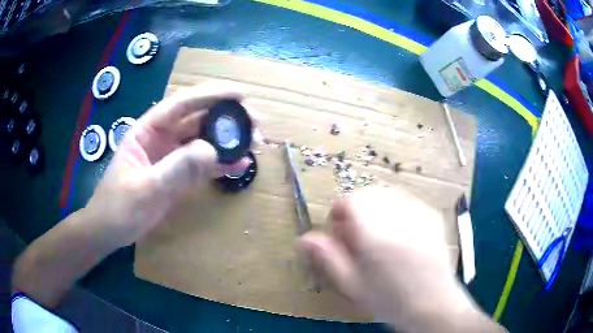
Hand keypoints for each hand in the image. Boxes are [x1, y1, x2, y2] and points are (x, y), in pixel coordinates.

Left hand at [85, 83, 253, 248]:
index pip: (181, 104)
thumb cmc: (118, 207)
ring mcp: (171, 158)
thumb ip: (175, 169)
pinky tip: (240, 165)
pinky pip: (203, 165)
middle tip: (255, 123)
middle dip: (227, 118)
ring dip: (229, 140)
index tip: (240, 95)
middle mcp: (162, 138)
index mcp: (148, 130)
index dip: (211, 95)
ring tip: (255, 143)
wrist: (110, 232)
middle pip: (198, 119)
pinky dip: (222, 164)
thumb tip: (212, 150)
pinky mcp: (178, 176)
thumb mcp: (144, 189)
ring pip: (204, 141)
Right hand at [301, 187, 501, 331]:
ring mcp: (419, 213)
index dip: (339, 212)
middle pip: (368, 193)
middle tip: (358, 235)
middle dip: (357, 209)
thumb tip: (304, 238)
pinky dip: (395, 210)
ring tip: (378, 235)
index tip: (340, 231)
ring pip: (387, 194)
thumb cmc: (388, 300)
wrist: (432, 304)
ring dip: (376, 208)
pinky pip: (406, 202)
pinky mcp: (432, 216)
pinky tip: (399, 234)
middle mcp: (398, 217)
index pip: (350, 200)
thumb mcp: (352, 284)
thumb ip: (328, 258)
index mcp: (375, 235)